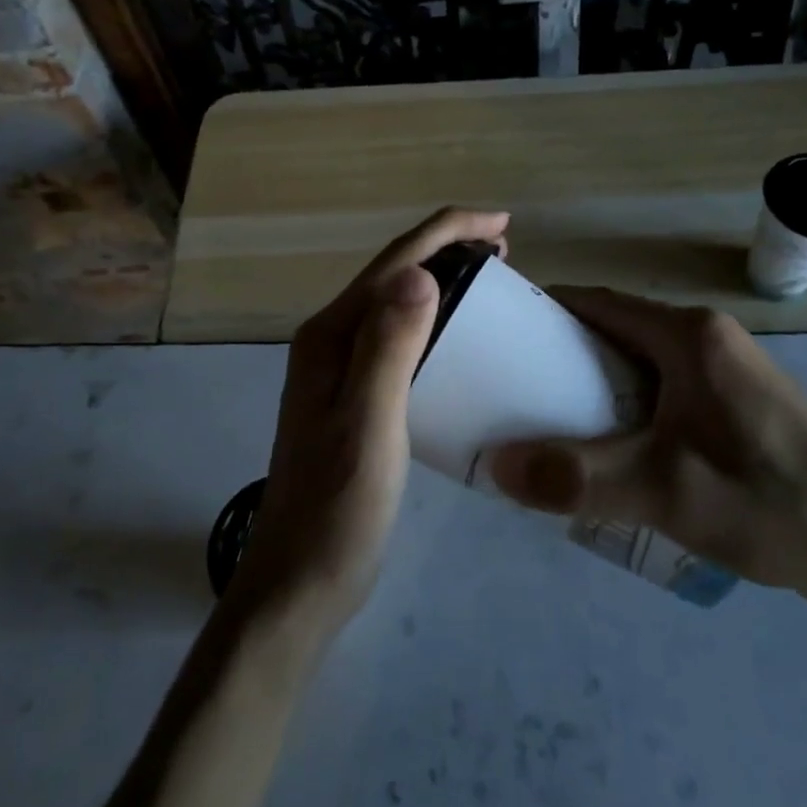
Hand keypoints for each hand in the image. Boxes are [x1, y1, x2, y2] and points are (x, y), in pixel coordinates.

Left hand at [230, 208, 511, 639]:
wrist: (300, 582)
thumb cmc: (338, 509)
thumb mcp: (368, 425)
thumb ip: (388, 348)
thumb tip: (419, 272)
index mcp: (330, 336)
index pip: (394, 262)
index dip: (448, 232)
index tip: (503, 224)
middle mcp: (330, 340)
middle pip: (394, 273)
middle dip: (448, 249)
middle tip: (506, 252)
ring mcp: (339, 368)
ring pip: (396, 302)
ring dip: (442, 279)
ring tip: (490, 280)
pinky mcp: (354, 394)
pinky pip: (399, 335)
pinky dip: (434, 319)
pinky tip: (459, 336)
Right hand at [490, 289, 806, 610]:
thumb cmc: (770, 502)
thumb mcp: (664, 492)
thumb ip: (575, 477)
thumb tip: (494, 467)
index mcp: (689, 335)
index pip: (597, 303)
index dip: (545, 313)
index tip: (501, 339)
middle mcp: (710, 337)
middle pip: (617, 330)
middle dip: (565, 355)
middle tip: (518, 393)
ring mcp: (732, 368)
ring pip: (644, 361)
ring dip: (599, 384)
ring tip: (556, 423)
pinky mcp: (745, 400)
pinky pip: (670, 385)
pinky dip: (633, 403)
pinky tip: (619, 448)